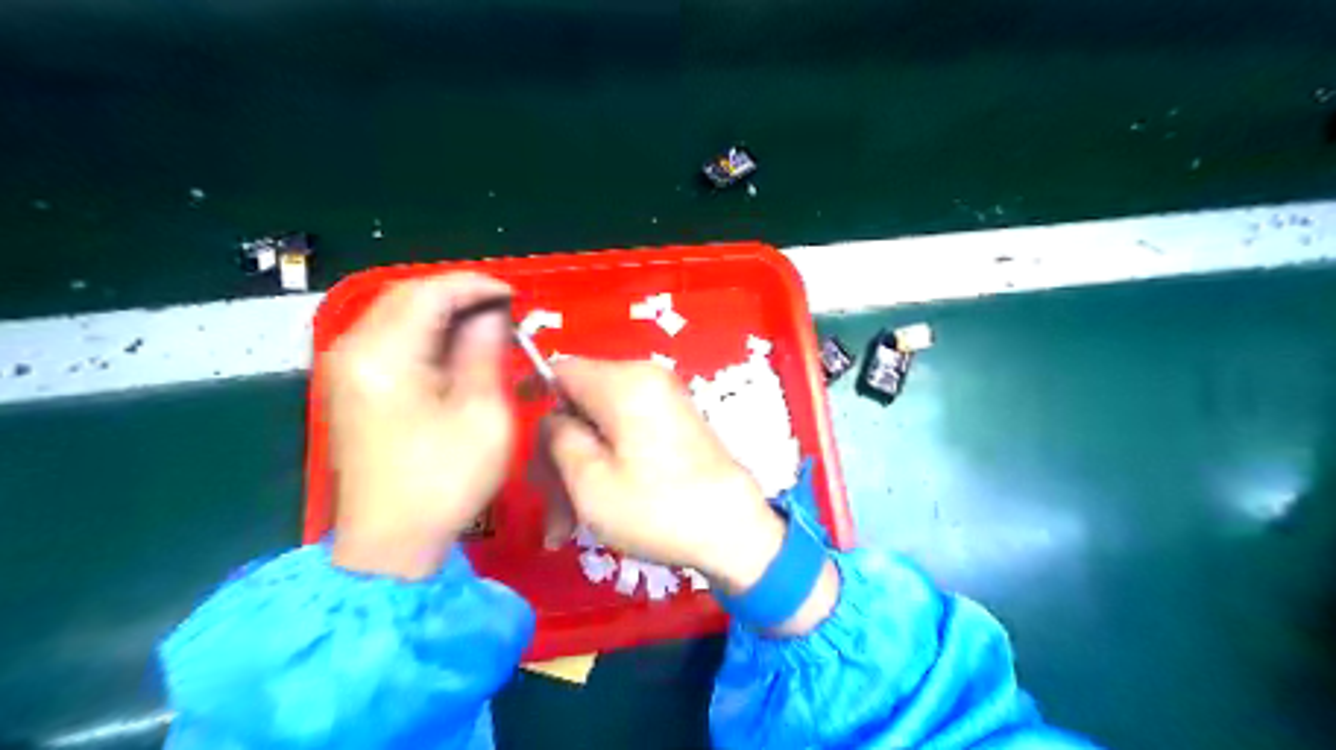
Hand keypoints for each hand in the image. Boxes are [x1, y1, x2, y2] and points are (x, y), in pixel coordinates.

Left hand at [324, 274, 511, 579]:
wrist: (389, 543)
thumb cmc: (444, 481)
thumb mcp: (482, 414)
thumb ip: (485, 351)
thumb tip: (493, 313)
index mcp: (383, 357)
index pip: (429, 293)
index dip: (476, 286)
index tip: (516, 297)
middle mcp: (352, 351)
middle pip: (406, 296)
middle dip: (458, 295)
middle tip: (504, 310)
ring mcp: (344, 368)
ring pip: (396, 314)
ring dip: (442, 312)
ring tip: (486, 326)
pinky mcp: (349, 386)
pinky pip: (388, 338)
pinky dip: (425, 332)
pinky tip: (454, 348)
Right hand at [538, 359, 786, 594]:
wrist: (735, 531)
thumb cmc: (657, 508)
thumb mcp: (588, 480)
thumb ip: (557, 437)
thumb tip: (553, 418)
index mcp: (624, 382)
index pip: (560, 370)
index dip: (533, 398)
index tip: (521, 441)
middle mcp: (645, 380)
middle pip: (579, 403)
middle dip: (558, 454)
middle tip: (550, 508)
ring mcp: (664, 402)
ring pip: (600, 425)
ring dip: (579, 470)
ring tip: (567, 528)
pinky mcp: (675, 424)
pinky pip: (626, 433)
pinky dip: (607, 465)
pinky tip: (597, 509)